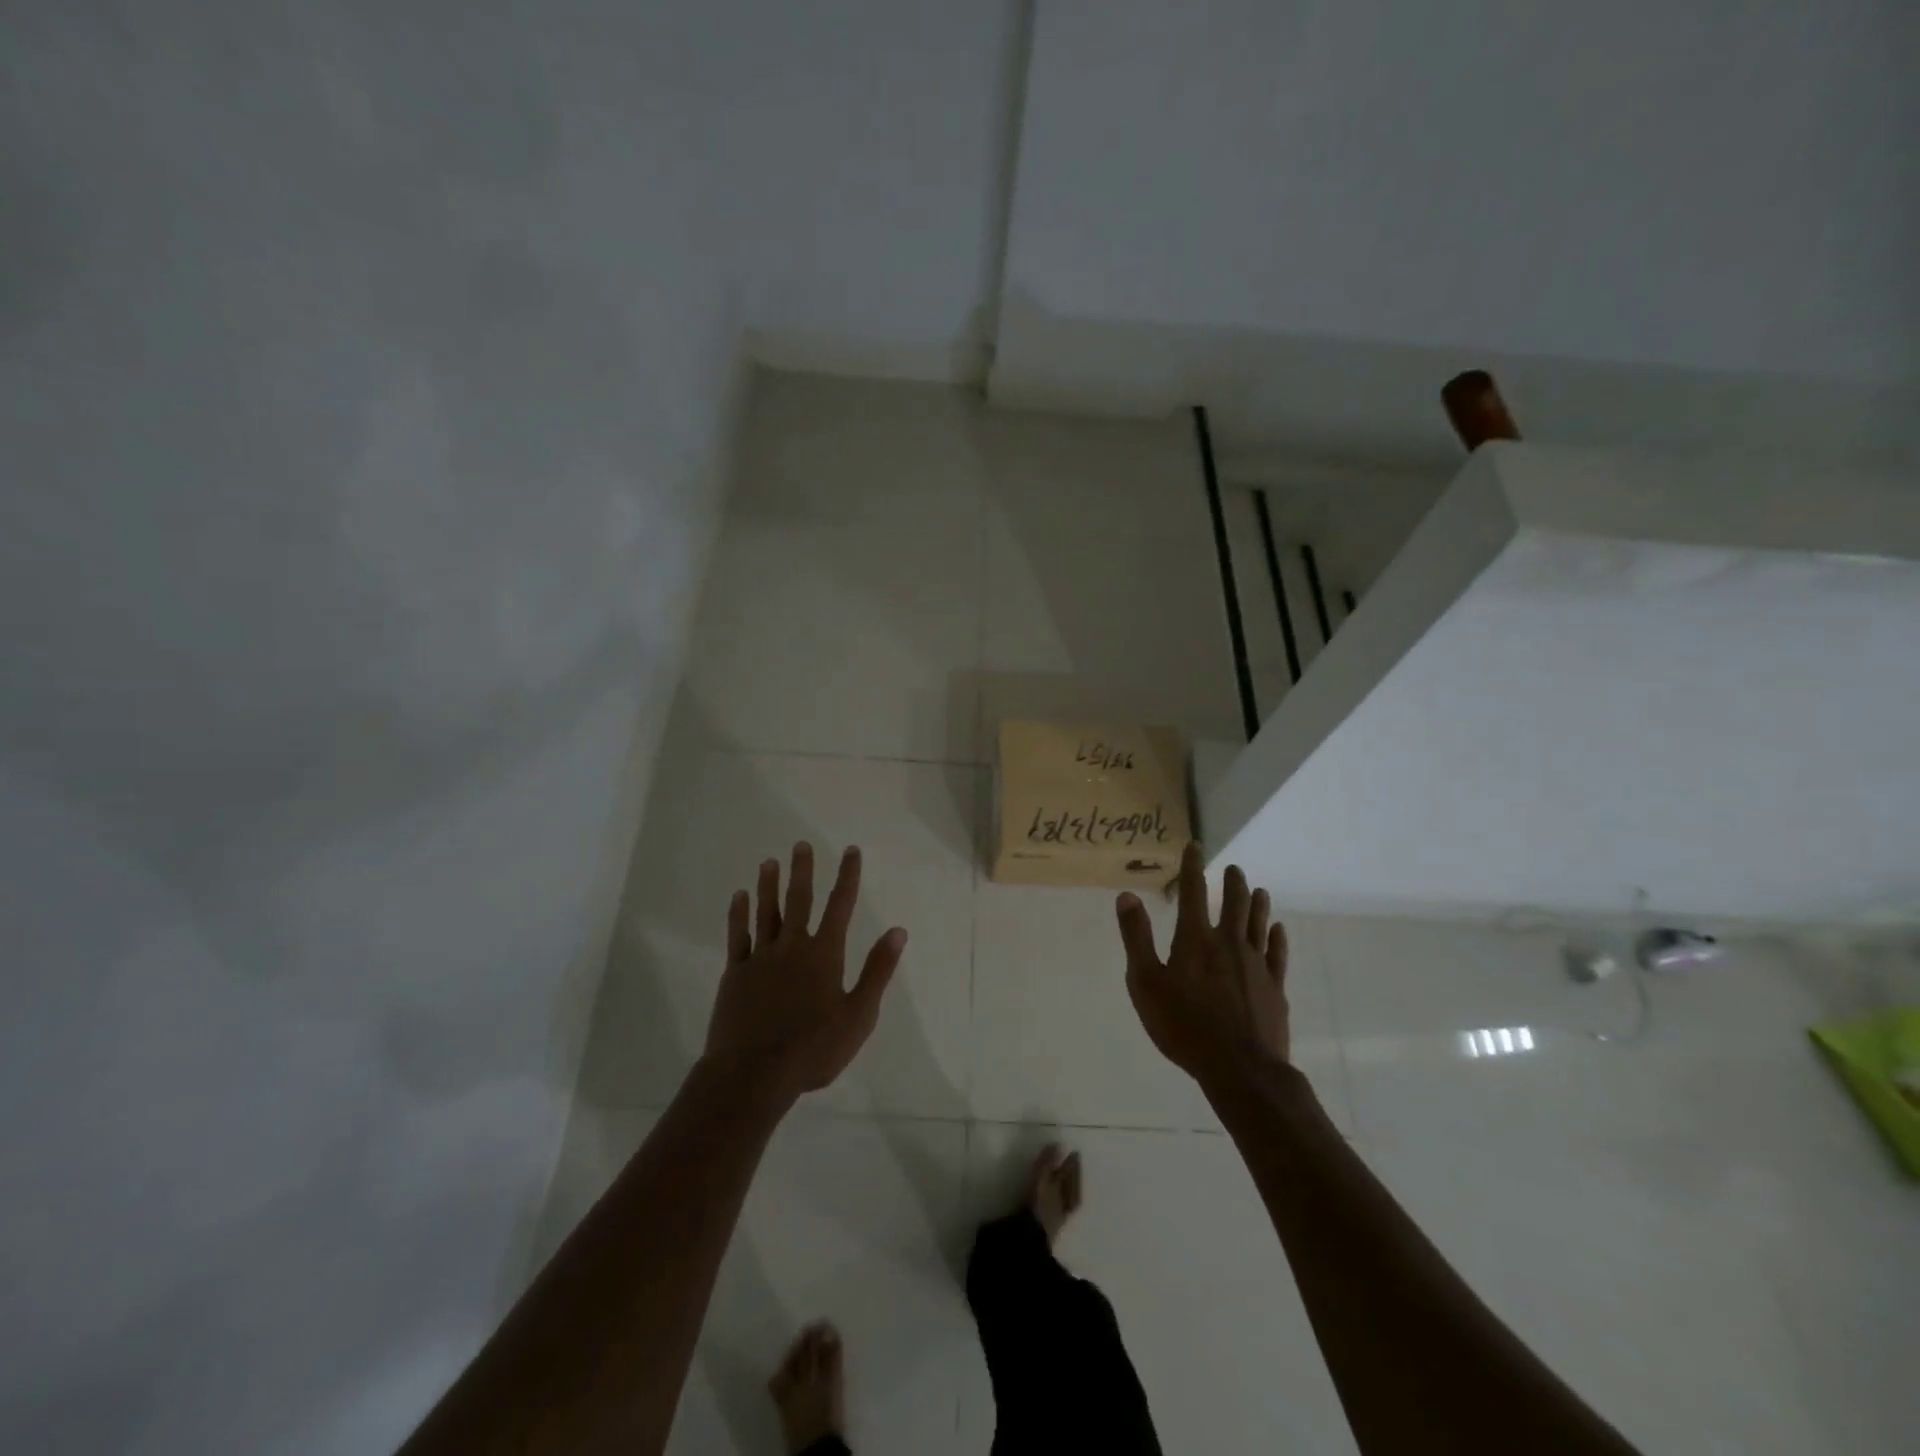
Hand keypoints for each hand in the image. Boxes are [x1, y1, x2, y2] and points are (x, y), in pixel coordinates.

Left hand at [703, 842, 906, 1098]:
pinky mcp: (736, 974)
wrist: (754, 1073)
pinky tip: (739, 897)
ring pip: (766, 912)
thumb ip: (877, 970)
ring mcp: (761, 958)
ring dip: (769, 885)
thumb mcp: (859, 1015)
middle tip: (801, 844)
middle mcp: (792, 947)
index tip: (851, 850)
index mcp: (824, 954)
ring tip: (769, 862)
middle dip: (803, 871)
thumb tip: (897, 931)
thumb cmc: (814, 1048)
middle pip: (799, 900)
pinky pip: (738, 936)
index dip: (848, 876)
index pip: (840, 906)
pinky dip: (739, 914)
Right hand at [1115, 842, 1288, 1085]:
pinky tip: (1278, 930)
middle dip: (1233, 883)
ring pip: (1258, 924)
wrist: (1240, 1068)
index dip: (1192, 867)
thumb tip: (1127, 896)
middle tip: (1234, 868)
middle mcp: (1229, 943)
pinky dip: (1277, 938)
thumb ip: (1137, 937)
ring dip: (1258, 905)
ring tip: (1260, 890)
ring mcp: (1256, 965)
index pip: (1193, 892)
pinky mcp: (1275, 988)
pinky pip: (1277, 954)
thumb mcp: (1145, 982)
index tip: (1195, 847)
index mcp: (1195, 939)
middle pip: (1234, 904)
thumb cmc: (1184, 1025)